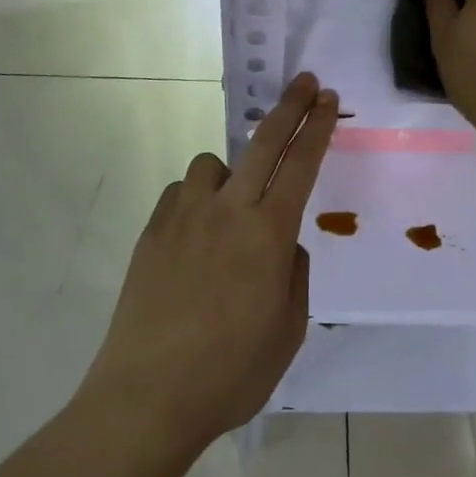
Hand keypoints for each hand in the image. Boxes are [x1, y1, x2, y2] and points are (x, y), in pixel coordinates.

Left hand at [79, 73, 338, 452]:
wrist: (148, 395)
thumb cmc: (231, 373)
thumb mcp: (287, 331)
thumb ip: (293, 274)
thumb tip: (281, 244)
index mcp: (268, 234)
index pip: (301, 164)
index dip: (317, 127)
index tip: (327, 99)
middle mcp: (228, 210)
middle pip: (264, 140)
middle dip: (290, 106)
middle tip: (304, 81)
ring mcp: (186, 214)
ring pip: (213, 163)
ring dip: (230, 173)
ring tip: (230, 211)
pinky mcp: (154, 227)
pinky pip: (182, 193)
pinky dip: (195, 201)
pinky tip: (193, 237)